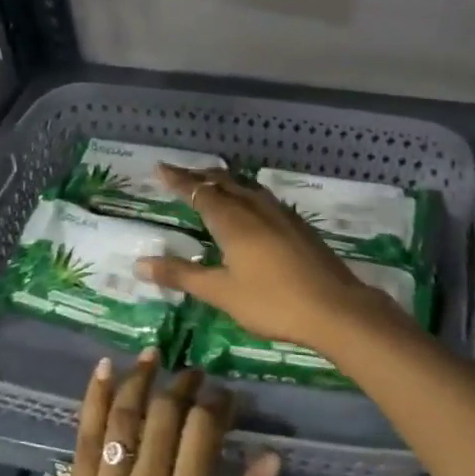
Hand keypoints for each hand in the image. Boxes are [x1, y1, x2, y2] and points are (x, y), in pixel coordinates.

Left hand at [61, 351, 279, 475]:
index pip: (203, 430)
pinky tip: (103, 369)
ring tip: (154, 354)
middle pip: (164, 415)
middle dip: (184, 384)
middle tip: (196, 372)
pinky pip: (83, 438)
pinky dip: (93, 400)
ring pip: (123, 418)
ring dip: (140, 379)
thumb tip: (271, 458)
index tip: (227, 393)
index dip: (218, 402)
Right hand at [136, 164, 406, 351]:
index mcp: (233, 220)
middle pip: (223, 182)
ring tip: (210, 184)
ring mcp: (281, 214)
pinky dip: (244, 194)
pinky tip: (249, 208)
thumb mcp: (221, 292)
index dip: (178, 180)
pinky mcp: (298, 225)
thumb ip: (182, 275)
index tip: (160, 168)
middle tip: (179, 174)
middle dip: (199, 176)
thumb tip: (140, 264)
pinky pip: (262, 198)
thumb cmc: (272, 302)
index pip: (199, 191)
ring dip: (223, 183)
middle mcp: (256, 208)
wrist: (335, 307)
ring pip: (245, 188)